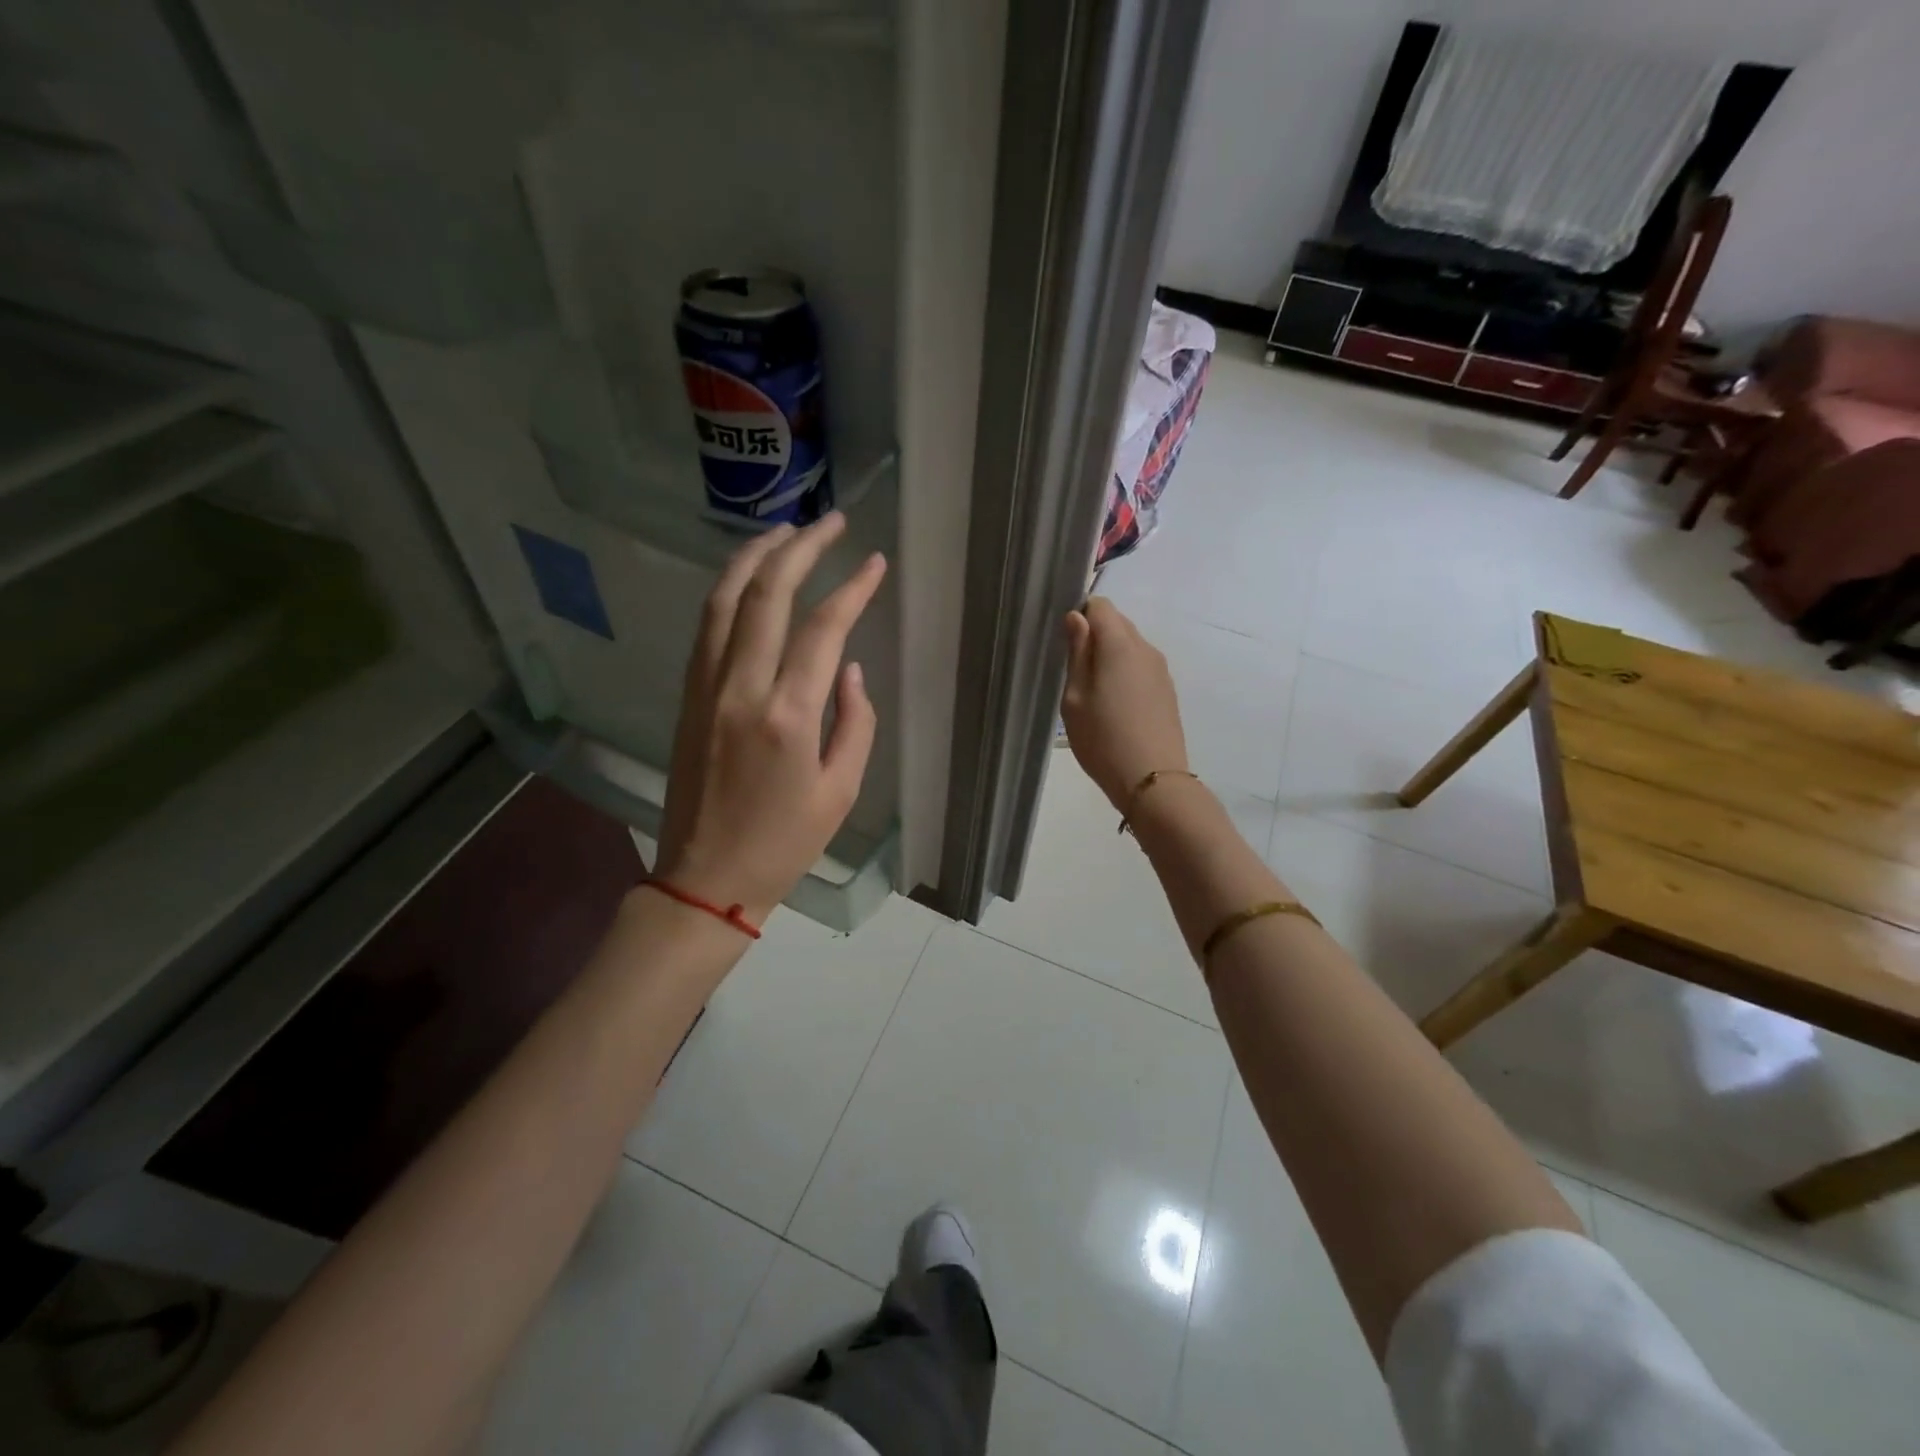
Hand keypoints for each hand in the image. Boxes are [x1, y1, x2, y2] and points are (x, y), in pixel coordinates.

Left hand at [654, 514, 886, 924]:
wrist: (706, 877)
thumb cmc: (785, 842)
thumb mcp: (841, 791)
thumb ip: (854, 722)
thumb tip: (850, 668)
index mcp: (787, 716)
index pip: (822, 629)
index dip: (851, 588)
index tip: (874, 562)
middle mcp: (741, 688)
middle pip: (767, 595)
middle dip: (801, 549)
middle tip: (828, 521)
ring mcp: (706, 688)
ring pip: (725, 600)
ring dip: (754, 557)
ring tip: (783, 531)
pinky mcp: (688, 696)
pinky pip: (707, 628)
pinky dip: (728, 591)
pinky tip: (747, 578)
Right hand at [1060, 597, 1187, 809]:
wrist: (1152, 780)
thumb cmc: (1102, 739)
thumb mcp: (1074, 697)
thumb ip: (1077, 653)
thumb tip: (1077, 618)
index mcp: (1120, 644)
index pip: (1101, 605)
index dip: (1080, 616)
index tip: (1066, 644)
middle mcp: (1145, 649)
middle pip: (1118, 623)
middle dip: (1095, 637)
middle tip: (1075, 673)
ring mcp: (1161, 671)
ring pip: (1130, 647)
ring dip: (1110, 657)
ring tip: (1094, 694)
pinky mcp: (1167, 691)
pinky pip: (1141, 668)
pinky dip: (1125, 675)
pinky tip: (1115, 707)